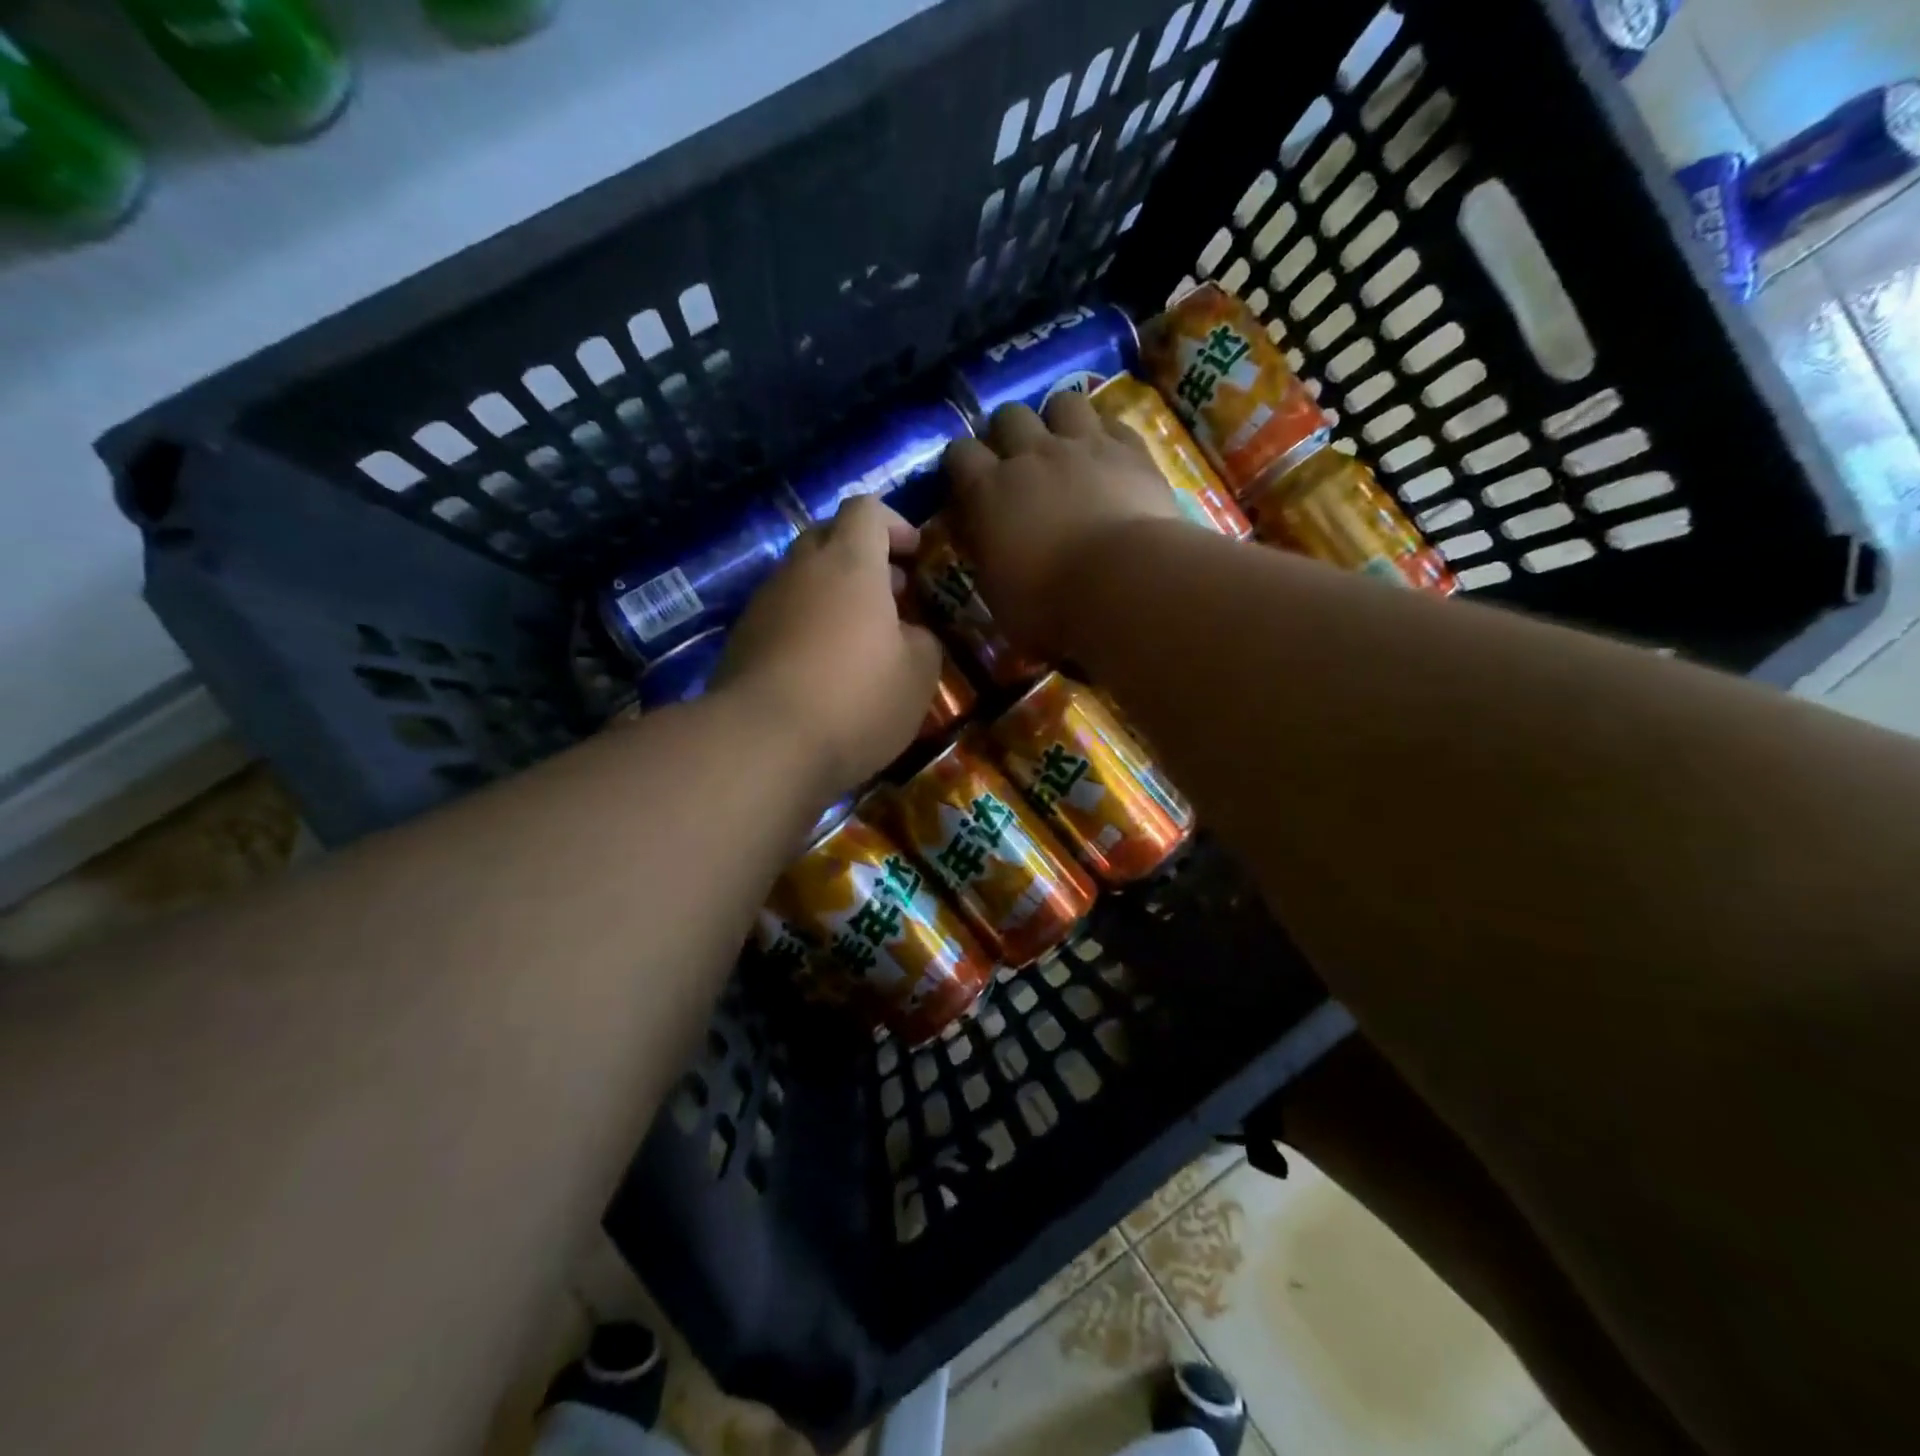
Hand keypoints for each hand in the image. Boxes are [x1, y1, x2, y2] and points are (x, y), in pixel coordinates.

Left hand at [715, 495, 943, 798]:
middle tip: (891, 596)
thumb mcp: (918, 675)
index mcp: (849, 564)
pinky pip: (782, 616)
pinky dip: (806, 627)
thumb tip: (908, 634)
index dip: (894, 524)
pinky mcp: (741, 641)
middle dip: (862, 557)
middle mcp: (800, 571)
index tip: (915, 555)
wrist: (762, 745)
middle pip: (828, 536)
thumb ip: (922, 641)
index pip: (866, 510)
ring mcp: (764, 604)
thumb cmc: (855, 700)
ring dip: (833, 595)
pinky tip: (823, 671)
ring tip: (860, 640)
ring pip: (802, 579)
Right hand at [944, 395, 1183, 656]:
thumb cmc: (1049, 605)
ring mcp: (1083, 445)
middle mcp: (1031, 455)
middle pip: (1008, 415)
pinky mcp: (1130, 449)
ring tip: (1066, 446)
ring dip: (1059, 419)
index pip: (959, 454)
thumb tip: (984, 542)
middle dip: (1008, 432)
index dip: (961, 465)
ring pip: (1063, 401)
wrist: (1123, 584)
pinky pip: (1113, 422)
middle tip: (1018, 462)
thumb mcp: (998, 594)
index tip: (969, 485)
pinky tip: (1110, 456)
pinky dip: (1107, 435)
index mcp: (988, 491)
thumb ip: (987, 556)